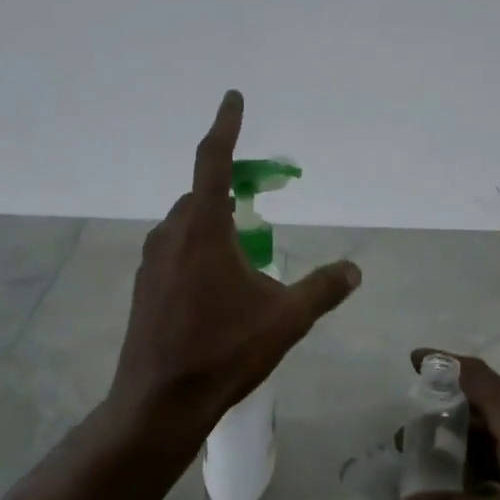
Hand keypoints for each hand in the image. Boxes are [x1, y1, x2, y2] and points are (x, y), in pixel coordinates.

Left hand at [108, 91, 361, 445]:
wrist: (159, 402)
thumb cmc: (223, 353)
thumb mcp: (285, 320)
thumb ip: (322, 289)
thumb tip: (354, 269)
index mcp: (203, 229)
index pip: (214, 160)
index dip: (226, 125)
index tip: (233, 97)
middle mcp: (171, 234)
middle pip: (201, 193)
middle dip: (229, 186)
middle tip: (258, 196)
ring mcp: (152, 261)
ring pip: (187, 223)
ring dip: (214, 221)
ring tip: (244, 247)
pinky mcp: (145, 286)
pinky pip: (176, 249)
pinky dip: (199, 246)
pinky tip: (217, 283)